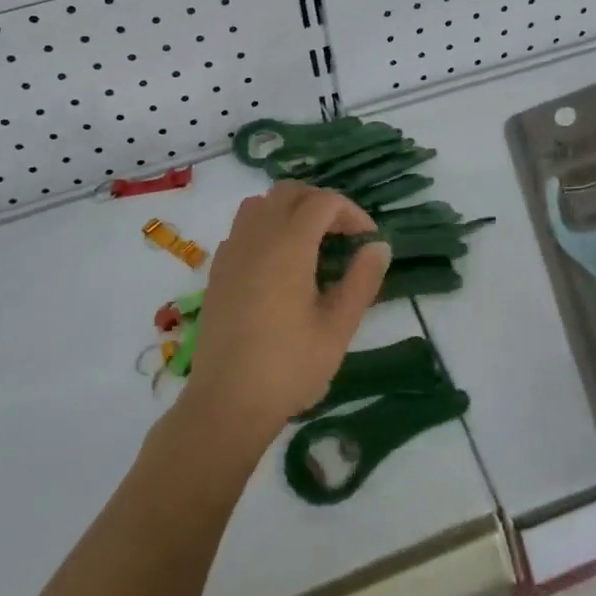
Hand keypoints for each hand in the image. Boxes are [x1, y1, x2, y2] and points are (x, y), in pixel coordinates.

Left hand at [177, 181, 392, 455]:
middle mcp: (256, 238)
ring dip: (290, 210)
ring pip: (260, 204)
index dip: (351, 212)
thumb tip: (379, 246)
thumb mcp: (338, 327)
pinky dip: (266, 228)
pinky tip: (279, 264)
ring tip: (311, 242)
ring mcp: (231, 252)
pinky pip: (242, 228)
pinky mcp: (217, 272)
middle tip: (343, 234)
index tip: (368, 239)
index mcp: (288, 246)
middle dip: (321, 203)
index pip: (323, 202)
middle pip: (289, 192)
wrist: (226, 403)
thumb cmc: (289, 367)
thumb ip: (362, 280)